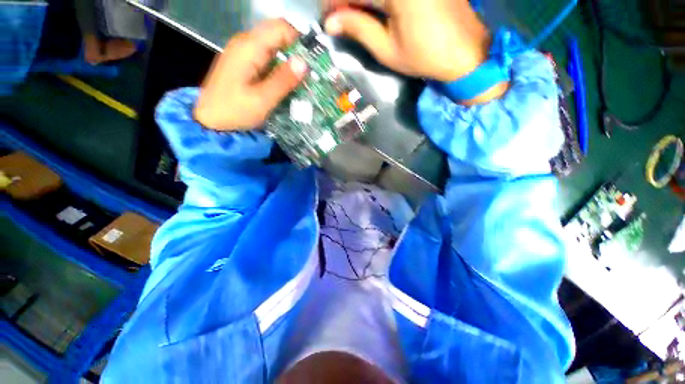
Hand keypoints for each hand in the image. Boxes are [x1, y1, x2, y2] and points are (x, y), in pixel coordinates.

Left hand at [194, 19, 307, 129]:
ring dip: (289, 60)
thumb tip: (304, 63)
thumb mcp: (262, 100)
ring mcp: (243, 52)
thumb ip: (283, 80)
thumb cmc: (234, 111)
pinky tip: (286, 82)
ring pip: (273, 46)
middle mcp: (245, 42)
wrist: (210, 120)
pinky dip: (279, 66)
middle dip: (296, 51)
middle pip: (278, 34)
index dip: (300, 41)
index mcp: (249, 47)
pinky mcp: (243, 62)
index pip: (281, 28)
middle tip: (309, 74)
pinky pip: (266, 56)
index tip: (313, 62)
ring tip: (301, 80)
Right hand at [323, 0, 506, 102]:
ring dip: (363, 2)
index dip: (334, 3)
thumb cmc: (424, 56)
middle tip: (339, 18)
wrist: (465, 51)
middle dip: (346, 1)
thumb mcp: (386, 48)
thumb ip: (358, 28)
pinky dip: (377, 1)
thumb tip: (331, 22)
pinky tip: (373, 10)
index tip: (326, 18)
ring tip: (354, 16)